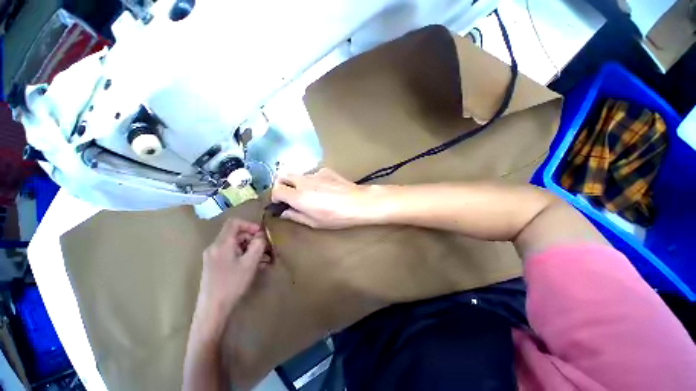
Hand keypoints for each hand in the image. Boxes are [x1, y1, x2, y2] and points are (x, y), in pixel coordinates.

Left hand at [193, 219, 269, 336]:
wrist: (212, 309)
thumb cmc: (232, 284)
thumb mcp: (250, 263)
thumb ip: (258, 245)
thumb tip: (261, 235)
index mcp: (221, 243)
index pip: (234, 223)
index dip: (249, 225)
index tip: (261, 234)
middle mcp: (214, 247)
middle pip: (235, 234)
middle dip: (252, 238)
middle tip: (265, 248)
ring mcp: (212, 257)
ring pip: (234, 244)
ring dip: (249, 248)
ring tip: (262, 259)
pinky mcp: (213, 265)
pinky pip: (230, 253)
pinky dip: (242, 255)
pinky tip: (252, 265)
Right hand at [271, 168, 380, 228]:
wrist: (358, 202)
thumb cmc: (336, 217)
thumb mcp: (314, 222)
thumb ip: (296, 216)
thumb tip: (284, 212)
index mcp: (298, 196)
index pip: (276, 190)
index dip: (275, 197)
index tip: (281, 203)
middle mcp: (303, 181)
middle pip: (283, 176)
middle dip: (283, 185)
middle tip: (291, 195)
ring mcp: (315, 173)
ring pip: (299, 175)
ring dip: (299, 183)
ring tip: (312, 193)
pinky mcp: (326, 170)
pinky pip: (314, 174)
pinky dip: (314, 180)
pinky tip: (326, 188)